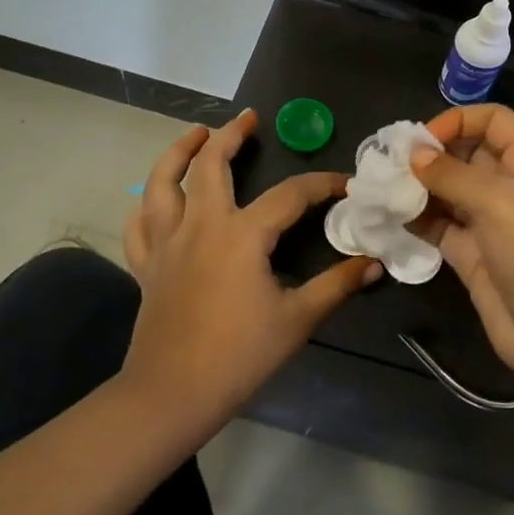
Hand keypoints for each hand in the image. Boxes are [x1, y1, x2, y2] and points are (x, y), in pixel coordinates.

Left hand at [122, 110, 378, 429]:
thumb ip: (336, 286)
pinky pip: (140, 224)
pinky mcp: (146, 265)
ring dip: (178, 152)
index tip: (345, 183)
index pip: (290, 195)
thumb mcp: (297, 319)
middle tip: (249, 119)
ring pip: (162, 182)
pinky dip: (146, 204)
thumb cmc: (238, 356)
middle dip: (231, 135)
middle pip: (211, 165)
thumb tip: (373, 263)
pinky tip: (157, 197)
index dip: (321, 184)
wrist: (171, 395)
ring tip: (195, 133)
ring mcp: (167, 243)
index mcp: (242, 234)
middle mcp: (201, 225)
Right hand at [414, 105, 513, 399]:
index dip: (459, 121)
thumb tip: (413, 155)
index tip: (424, 140)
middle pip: (466, 152)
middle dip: (431, 154)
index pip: (494, 120)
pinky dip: (417, 218)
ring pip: (449, 190)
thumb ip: (451, 174)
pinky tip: (391, 216)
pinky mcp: (472, 253)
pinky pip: (440, 226)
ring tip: (384, 187)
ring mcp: (490, 221)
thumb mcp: (497, 202)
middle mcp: (510, 185)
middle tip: (391, 163)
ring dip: (419, 186)